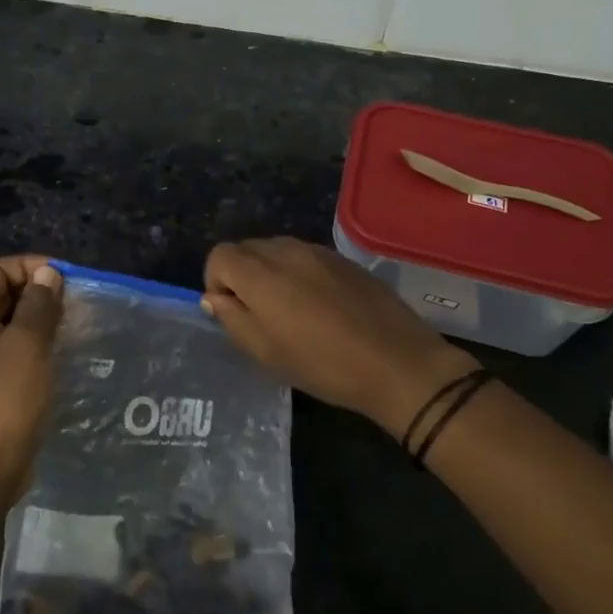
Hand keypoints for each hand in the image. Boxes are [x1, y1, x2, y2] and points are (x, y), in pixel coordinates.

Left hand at [0, 255, 63, 505]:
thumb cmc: (5, 401)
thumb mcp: (27, 345)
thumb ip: (38, 305)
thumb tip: (47, 274)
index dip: (30, 266)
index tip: (65, 280)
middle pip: (3, 292)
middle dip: (39, 291)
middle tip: (75, 304)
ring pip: (13, 322)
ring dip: (42, 319)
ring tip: (75, 326)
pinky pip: (16, 350)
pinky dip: (39, 344)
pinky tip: (63, 355)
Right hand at [202, 237, 476, 436]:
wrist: (398, 363)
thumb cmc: (323, 365)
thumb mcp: (266, 352)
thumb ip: (232, 319)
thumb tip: (215, 298)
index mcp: (261, 273)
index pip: (219, 255)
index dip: (216, 282)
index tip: (232, 313)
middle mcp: (286, 250)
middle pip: (246, 249)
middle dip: (241, 276)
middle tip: (259, 316)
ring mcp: (318, 251)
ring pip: (276, 250)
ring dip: (270, 274)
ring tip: (289, 311)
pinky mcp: (343, 258)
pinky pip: (305, 256)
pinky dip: (297, 273)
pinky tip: (319, 306)